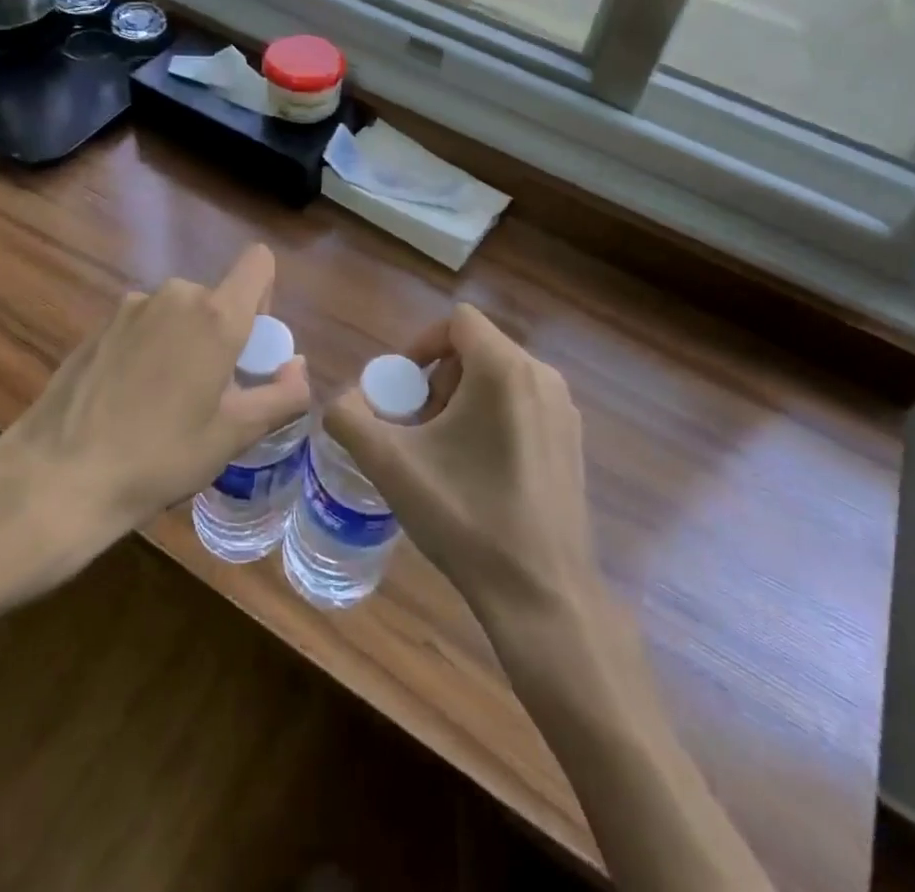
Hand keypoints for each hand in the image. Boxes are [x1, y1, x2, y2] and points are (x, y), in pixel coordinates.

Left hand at [0, 245, 309, 600]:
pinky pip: (143, 326)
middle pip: (216, 297)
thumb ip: (282, 396)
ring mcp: (130, 308)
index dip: (265, 296)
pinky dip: (149, 350)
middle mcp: (174, 296)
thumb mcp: (233, 435)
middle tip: (211, 393)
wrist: (57, 478)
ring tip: (165, 403)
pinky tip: (128, 402)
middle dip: (222, 334)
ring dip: (184, 343)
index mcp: (215, 315)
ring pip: (178, 313)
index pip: (258, 263)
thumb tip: (299, 367)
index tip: (251, 346)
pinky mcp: (98, 327)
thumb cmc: (159, 457)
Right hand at [324, 304, 600, 624]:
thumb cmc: (465, 517)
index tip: (402, 387)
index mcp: (504, 369)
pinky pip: (523, 404)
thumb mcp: (390, 464)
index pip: (458, 321)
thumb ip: (350, 419)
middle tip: (418, 425)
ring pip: (500, 378)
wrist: (542, 593)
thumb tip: (341, 401)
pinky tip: (478, 472)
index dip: (421, 343)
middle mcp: (542, 376)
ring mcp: (563, 410)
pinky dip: (493, 417)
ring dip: (463, 399)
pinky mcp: (572, 441)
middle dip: (439, 378)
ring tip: (443, 451)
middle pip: (477, 349)